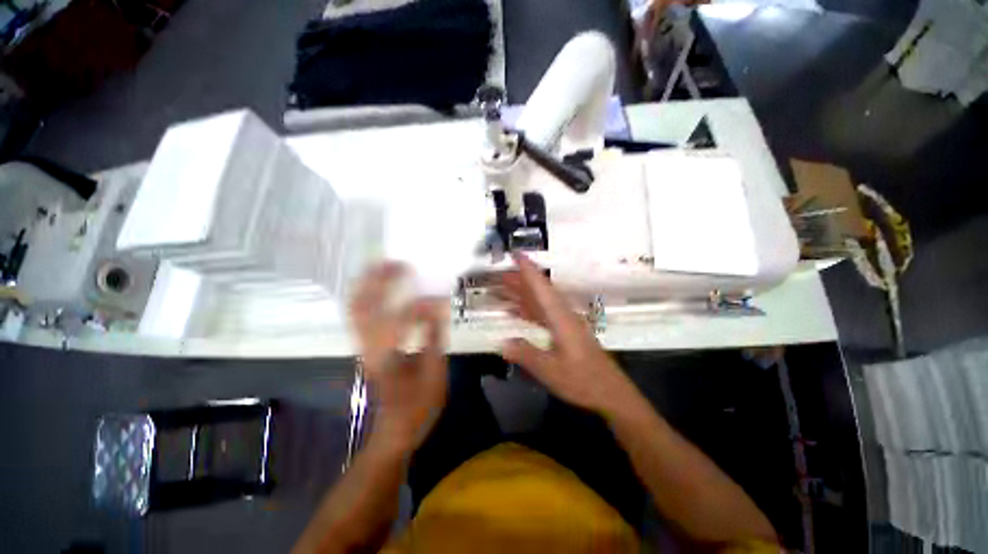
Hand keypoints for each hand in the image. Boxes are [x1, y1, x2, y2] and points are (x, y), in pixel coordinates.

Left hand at [351, 262, 448, 452]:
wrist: (394, 430)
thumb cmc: (419, 405)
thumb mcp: (435, 373)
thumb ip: (434, 337)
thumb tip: (435, 306)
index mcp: (389, 356)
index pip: (400, 319)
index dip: (420, 305)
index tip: (438, 299)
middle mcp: (369, 347)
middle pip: (365, 306)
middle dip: (378, 280)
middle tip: (397, 263)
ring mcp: (363, 347)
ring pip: (356, 309)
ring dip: (367, 285)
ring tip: (383, 267)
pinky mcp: (365, 348)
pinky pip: (359, 316)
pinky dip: (365, 297)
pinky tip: (377, 287)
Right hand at [497, 252, 633, 413]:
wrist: (610, 392)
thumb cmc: (583, 380)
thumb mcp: (551, 371)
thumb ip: (526, 354)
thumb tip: (502, 343)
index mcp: (560, 318)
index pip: (541, 287)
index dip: (528, 269)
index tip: (516, 254)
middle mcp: (562, 315)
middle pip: (539, 291)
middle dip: (519, 280)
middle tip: (498, 274)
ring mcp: (564, 323)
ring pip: (539, 301)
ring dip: (522, 293)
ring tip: (502, 288)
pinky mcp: (564, 331)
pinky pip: (542, 314)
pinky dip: (528, 309)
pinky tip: (516, 311)